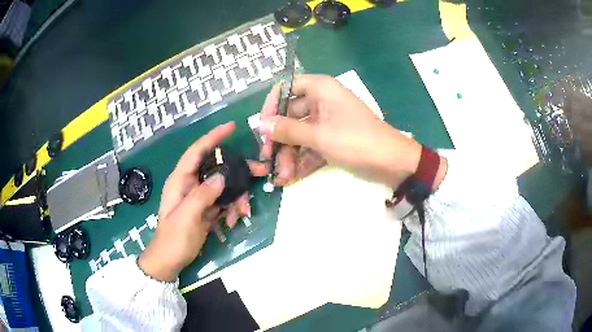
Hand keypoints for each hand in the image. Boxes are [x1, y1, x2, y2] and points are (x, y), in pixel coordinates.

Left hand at [139, 122, 267, 281]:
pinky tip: (232, 223)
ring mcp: (199, 197)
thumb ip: (202, 195)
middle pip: (216, 168)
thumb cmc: (173, 239)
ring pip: (224, 187)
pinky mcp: (206, 209)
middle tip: (260, 172)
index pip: (196, 152)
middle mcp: (190, 185)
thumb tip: (222, 176)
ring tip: (242, 214)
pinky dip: (232, 210)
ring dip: (236, 198)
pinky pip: (224, 202)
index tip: (231, 127)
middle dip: (237, 172)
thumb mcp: (187, 217)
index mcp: (180, 181)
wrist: (170, 261)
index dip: (212, 137)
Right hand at [259, 74, 424, 189]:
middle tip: (268, 159)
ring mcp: (327, 122)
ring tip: (282, 176)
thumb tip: (260, 124)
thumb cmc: (357, 141)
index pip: (286, 88)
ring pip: (299, 134)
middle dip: (280, 140)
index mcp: (320, 89)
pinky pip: (311, 146)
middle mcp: (321, 101)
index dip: (271, 105)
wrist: (393, 163)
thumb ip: (288, 130)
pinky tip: (291, 178)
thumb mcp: (319, 136)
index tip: (262, 127)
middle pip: (290, 115)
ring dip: (289, 155)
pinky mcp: (332, 139)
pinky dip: (302, 160)